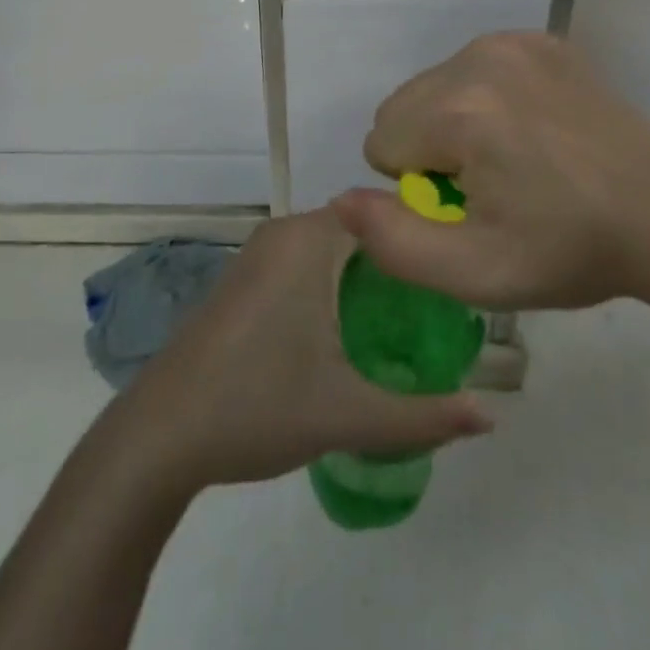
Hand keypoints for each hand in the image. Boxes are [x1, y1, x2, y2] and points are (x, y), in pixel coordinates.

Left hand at [111, 208, 490, 494]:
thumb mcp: (349, 413)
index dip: (423, 237)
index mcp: (309, 240)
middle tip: (441, 306)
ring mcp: (257, 254)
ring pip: (331, 247)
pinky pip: (305, 261)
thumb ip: (424, 415)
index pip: (384, 213)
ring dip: (366, 275)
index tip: (457, 272)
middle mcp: (283, 232)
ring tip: (408, 319)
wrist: (158, 436)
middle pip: (360, 230)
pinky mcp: (243, 279)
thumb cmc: (257, 406)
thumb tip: (491, 416)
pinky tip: (350, 330)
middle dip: (399, 261)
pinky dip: (334, 282)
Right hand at [333, 32, 649, 309]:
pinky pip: (475, 66)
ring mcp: (514, 42)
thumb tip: (342, 200)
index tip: (471, 206)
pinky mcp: (541, 40)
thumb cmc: (568, 248)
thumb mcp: (475, 272)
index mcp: (459, 111)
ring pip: (436, 84)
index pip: (381, 142)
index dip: (417, 188)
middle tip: (492, 185)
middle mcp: (478, 58)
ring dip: (453, 121)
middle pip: (403, 106)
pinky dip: (486, 96)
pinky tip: (533, 128)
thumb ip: (393, 242)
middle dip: (428, 148)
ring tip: (514, 157)